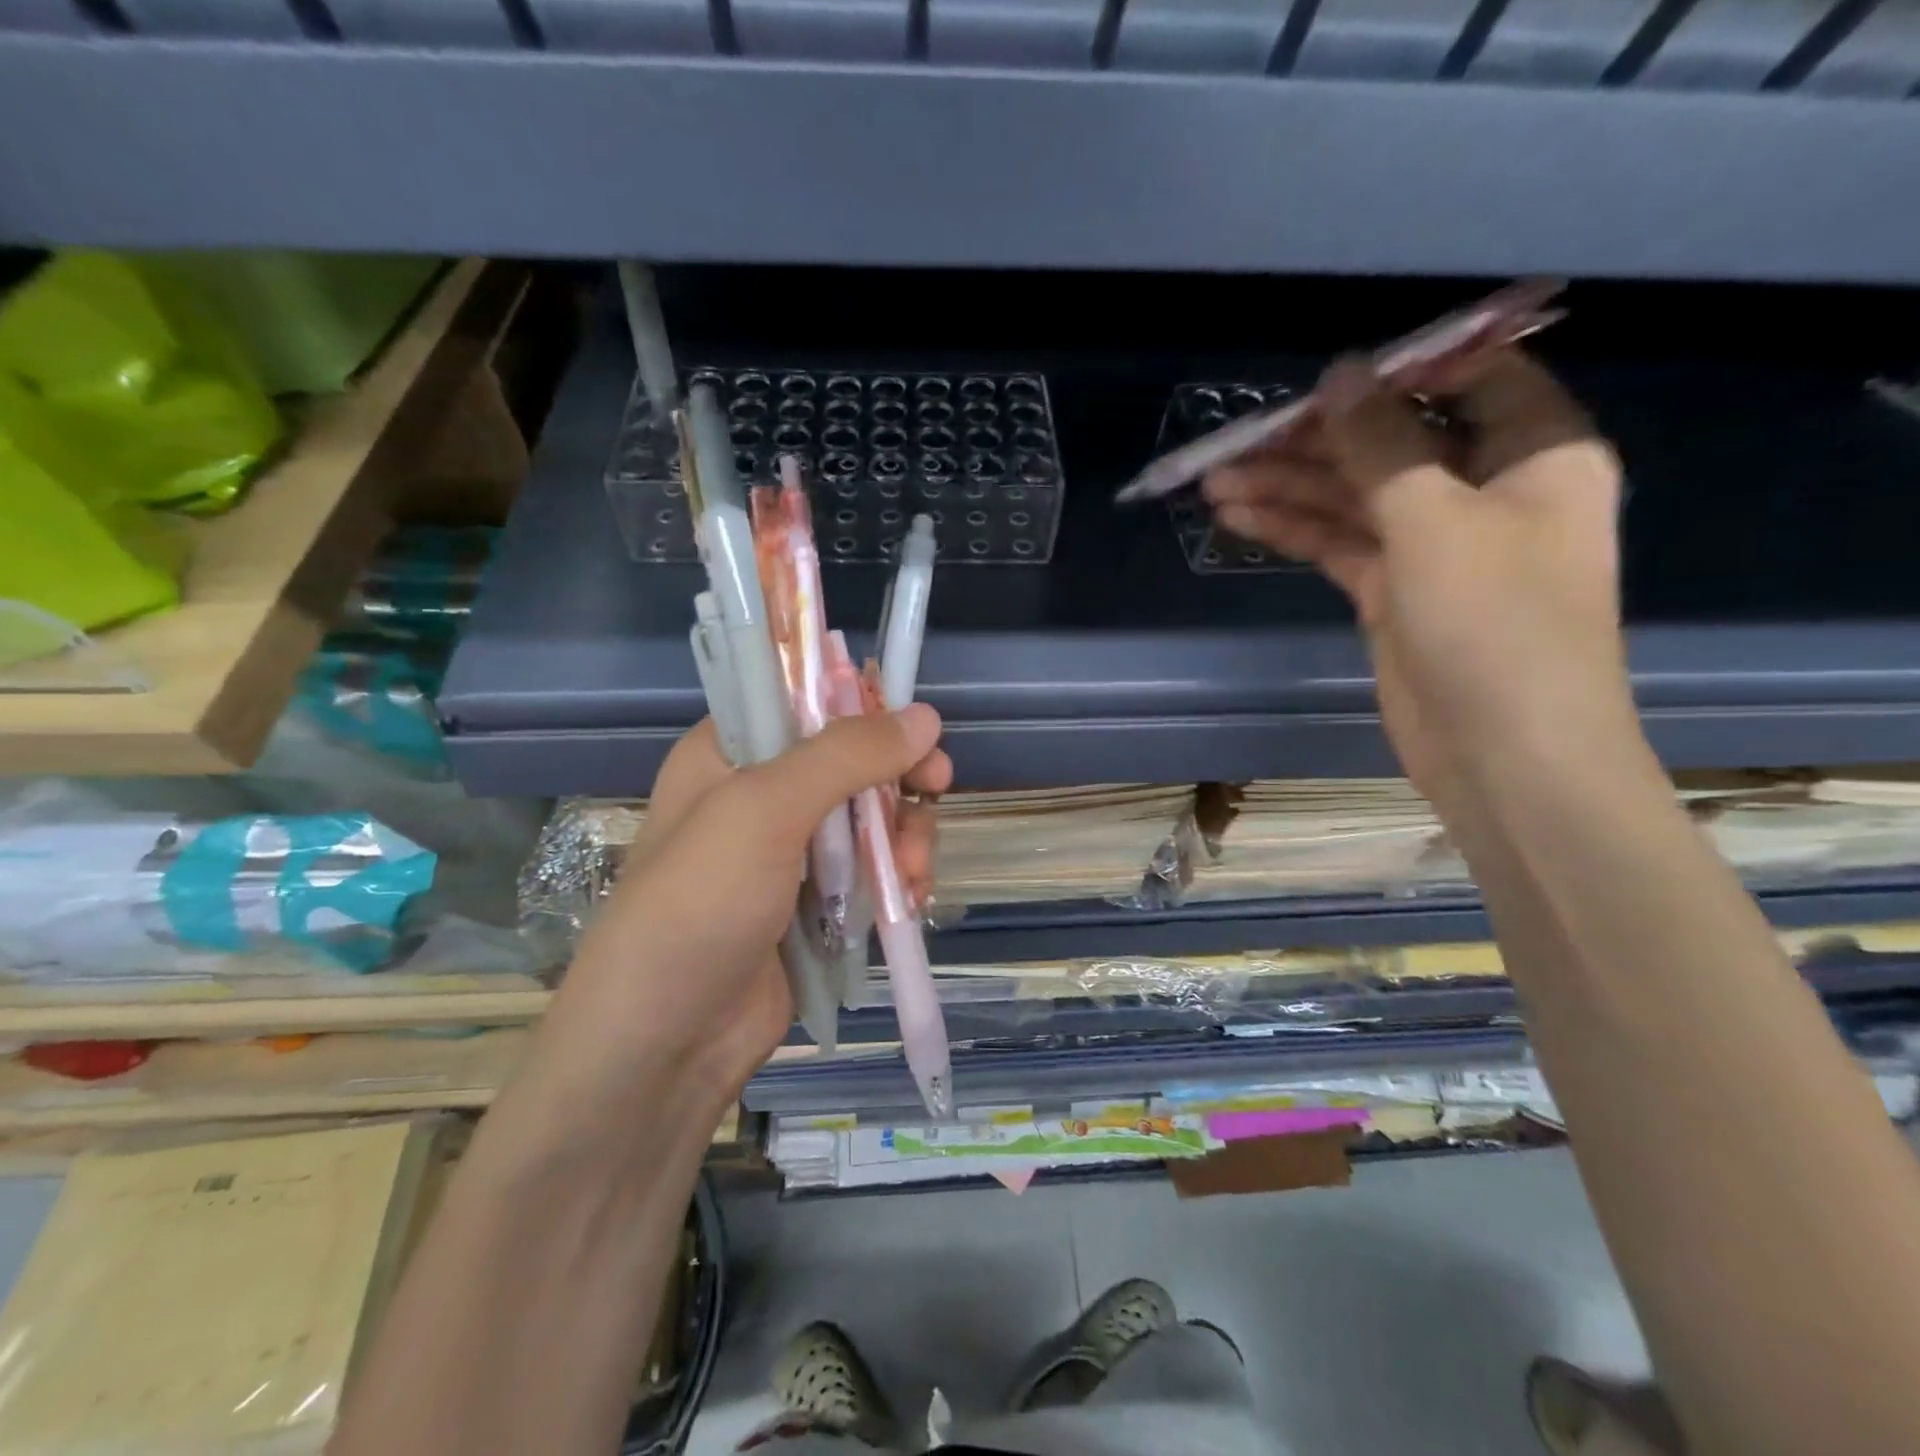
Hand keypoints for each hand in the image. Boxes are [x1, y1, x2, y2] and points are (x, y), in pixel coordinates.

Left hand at [537, 706, 949, 1114]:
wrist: (665, 1044)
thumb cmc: (699, 905)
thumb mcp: (765, 811)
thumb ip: (846, 756)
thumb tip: (926, 717)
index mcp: (730, 753)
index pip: (804, 698)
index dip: (860, 704)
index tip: (910, 725)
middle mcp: (761, 794)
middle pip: (852, 760)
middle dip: (898, 779)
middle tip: (935, 789)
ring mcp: (792, 853)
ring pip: (873, 817)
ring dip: (905, 837)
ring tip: (911, 873)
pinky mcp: (817, 904)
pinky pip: (874, 870)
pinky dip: (899, 878)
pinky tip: (911, 898)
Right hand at [1202, 350, 1632, 813]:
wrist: (1504, 754)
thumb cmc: (1496, 625)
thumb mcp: (1435, 521)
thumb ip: (1381, 444)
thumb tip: (1339, 376)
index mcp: (1535, 453)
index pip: (1471, 378)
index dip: (1398, 369)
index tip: (1324, 375)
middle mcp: (1487, 489)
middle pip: (1392, 442)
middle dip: (1316, 440)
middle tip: (1239, 439)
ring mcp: (1435, 544)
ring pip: (1354, 497)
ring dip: (1289, 487)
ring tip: (1215, 482)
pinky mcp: (1394, 590)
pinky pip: (1339, 543)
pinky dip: (1293, 529)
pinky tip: (1240, 517)